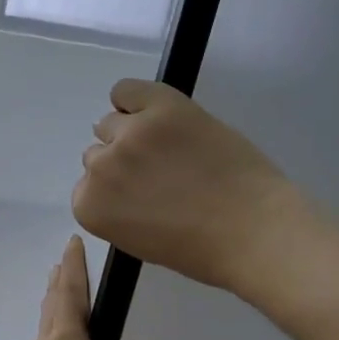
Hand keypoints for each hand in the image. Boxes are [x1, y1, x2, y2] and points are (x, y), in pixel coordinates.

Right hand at [74, 79, 299, 294]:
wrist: (252, 230)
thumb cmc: (198, 250)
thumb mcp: (137, 240)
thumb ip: (115, 209)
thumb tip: (119, 180)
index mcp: (89, 207)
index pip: (86, 187)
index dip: (115, 191)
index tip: (141, 198)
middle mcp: (100, 167)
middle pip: (97, 153)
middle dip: (123, 163)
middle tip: (160, 174)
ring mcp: (130, 134)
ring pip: (110, 122)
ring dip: (131, 133)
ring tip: (168, 147)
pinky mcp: (161, 107)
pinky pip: (125, 90)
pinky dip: (133, 99)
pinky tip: (155, 112)